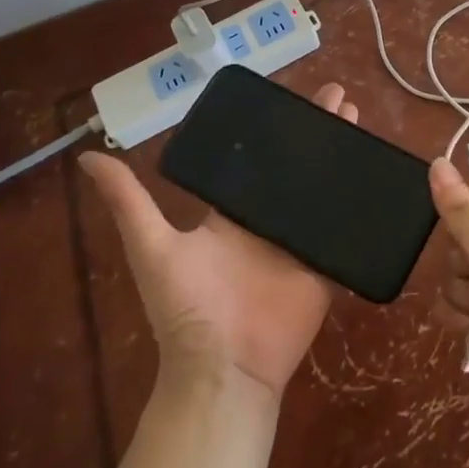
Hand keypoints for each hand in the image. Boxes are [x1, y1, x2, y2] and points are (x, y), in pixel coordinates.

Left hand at [82, 82, 356, 400]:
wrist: (223, 369)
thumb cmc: (187, 309)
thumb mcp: (152, 247)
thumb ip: (128, 203)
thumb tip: (89, 155)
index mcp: (233, 213)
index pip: (260, 160)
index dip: (279, 130)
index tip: (294, 98)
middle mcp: (268, 221)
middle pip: (298, 167)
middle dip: (318, 133)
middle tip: (340, 98)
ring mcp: (299, 242)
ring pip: (325, 189)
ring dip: (342, 157)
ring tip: (358, 122)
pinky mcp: (324, 265)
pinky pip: (346, 228)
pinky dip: (360, 202)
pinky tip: (379, 174)